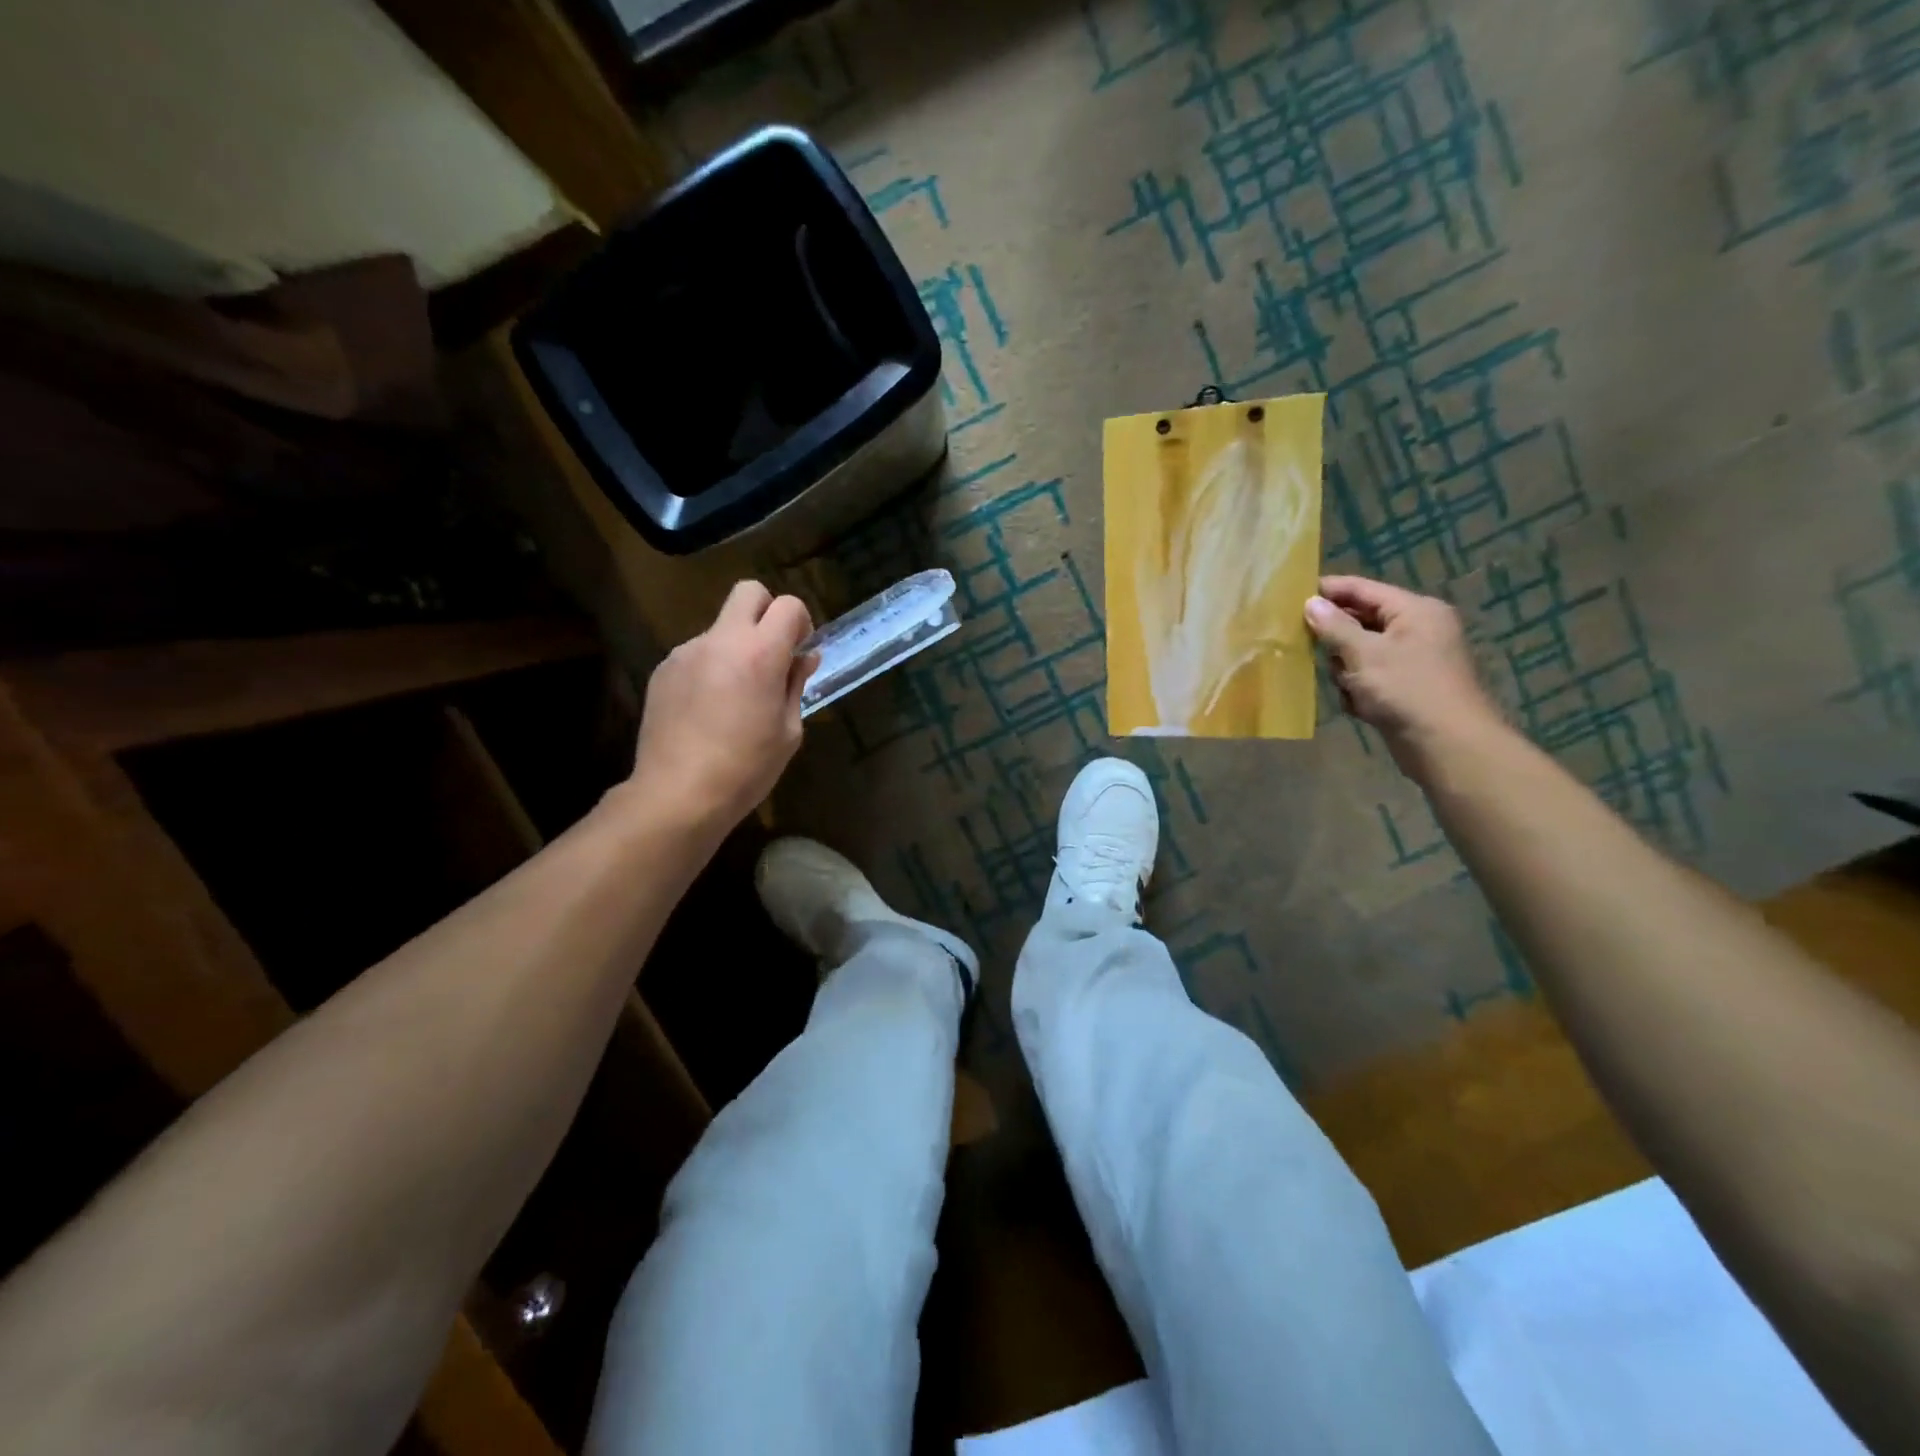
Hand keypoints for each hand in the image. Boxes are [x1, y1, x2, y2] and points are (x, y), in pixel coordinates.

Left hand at [628, 581, 816, 833]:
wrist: (679, 794)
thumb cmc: (747, 768)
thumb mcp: (788, 731)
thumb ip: (796, 685)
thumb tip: (804, 658)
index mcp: (760, 654)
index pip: (788, 605)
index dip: (800, 622)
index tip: (799, 650)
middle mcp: (721, 641)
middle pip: (748, 592)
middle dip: (767, 611)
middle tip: (771, 652)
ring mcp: (686, 652)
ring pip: (720, 627)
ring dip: (735, 646)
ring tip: (735, 696)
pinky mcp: (663, 670)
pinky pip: (697, 654)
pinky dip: (710, 668)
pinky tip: (708, 709)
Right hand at [1304, 575, 1502, 774]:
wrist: (1447, 745)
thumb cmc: (1406, 690)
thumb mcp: (1364, 654)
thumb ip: (1334, 627)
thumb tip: (1310, 603)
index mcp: (1414, 611)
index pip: (1363, 589)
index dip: (1328, 590)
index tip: (1291, 595)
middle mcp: (1417, 630)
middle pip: (1361, 621)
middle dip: (1335, 637)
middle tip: (1300, 641)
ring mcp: (1413, 660)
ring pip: (1361, 652)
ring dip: (1346, 669)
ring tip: (1344, 685)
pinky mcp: (1406, 688)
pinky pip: (1369, 677)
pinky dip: (1358, 689)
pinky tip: (1358, 705)